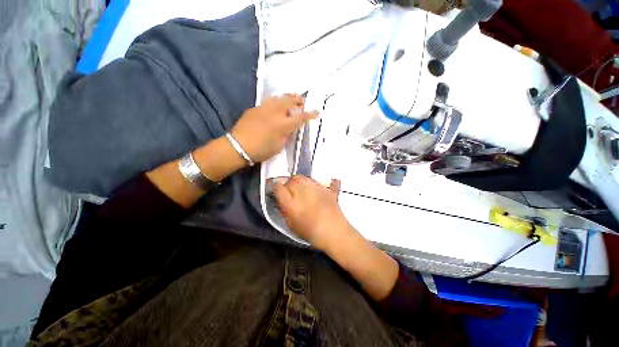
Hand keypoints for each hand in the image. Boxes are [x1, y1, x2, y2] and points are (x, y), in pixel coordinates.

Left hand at [231, 95, 317, 163]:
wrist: (238, 146)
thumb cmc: (261, 150)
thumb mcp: (278, 146)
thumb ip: (285, 136)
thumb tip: (288, 130)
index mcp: (283, 125)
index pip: (300, 118)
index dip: (310, 115)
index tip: (317, 112)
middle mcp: (275, 113)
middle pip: (289, 101)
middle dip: (298, 100)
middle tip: (302, 101)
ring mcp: (264, 108)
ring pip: (278, 98)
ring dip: (287, 98)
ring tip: (290, 100)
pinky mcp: (255, 108)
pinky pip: (268, 102)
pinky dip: (275, 102)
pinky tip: (275, 107)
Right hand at [272, 175, 354, 250]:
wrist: (335, 232)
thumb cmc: (311, 232)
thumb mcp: (292, 224)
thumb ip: (285, 209)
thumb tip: (281, 199)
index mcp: (292, 203)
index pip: (278, 187)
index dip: (275, 187)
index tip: (276, 189)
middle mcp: (303, 191)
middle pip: (291, 179)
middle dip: (288, 184)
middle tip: (290, 192)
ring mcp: (316, 188)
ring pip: (303, 177)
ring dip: (299, 182)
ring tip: (302, 191)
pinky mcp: (326, 188)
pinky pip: (317, 181)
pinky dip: (313, 184)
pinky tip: (314, 191)